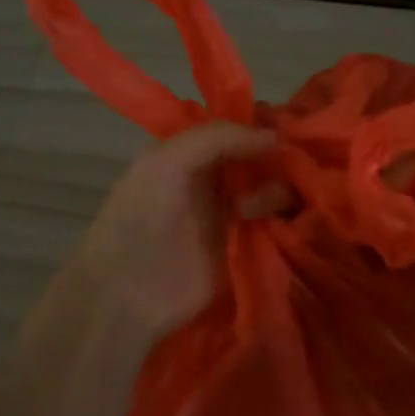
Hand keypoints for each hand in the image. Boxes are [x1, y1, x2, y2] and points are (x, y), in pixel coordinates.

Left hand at [51, 122, 284, 343]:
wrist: (127, 292)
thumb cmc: (140, 217)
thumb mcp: (168, 160)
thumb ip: (219, 137)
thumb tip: (275, 138)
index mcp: (193, 151)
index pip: (239, 125)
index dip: (264, 122)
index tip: (285, 127)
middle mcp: (217, 176)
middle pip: (264, 155)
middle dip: (278, 157)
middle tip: (287, 167)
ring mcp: (234, 212)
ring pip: (276, 187)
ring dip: (276, 191)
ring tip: (253, 209)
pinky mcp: (248, 246)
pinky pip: (281, 222)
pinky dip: (287, 216)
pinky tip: (279, 220)